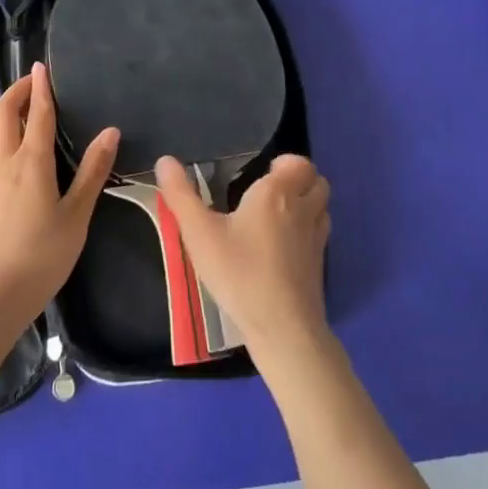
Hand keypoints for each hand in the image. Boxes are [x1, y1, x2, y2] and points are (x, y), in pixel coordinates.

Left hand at [0, 64, 117, 318]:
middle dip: (16, 91)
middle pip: (2, 112)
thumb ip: (93, 170)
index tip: (42, 66)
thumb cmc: (45, 253)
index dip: (41, 87)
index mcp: (32, 162)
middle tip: (32, 83)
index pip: (37, 113)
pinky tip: (1, 150)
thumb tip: (110, 131)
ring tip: (14, 112)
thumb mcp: (78, 213)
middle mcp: (4, 161)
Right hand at [156, 153, 331, 365]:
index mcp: (277, 193)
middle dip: (299, 179)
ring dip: (307, 203)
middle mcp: (303, 209)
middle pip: (316, 180)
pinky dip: (308, 230)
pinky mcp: (320, 265)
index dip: (285, 163)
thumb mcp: (200, 233)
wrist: (282, 327)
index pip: (299, 163)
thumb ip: (181, 195)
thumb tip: (165, 160)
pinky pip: (320, 233)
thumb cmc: (239, 272)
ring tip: (278, 216)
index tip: (263, 174)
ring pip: (322, 206)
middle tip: (269, 192)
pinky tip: (284, 247)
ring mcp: (316, 238)